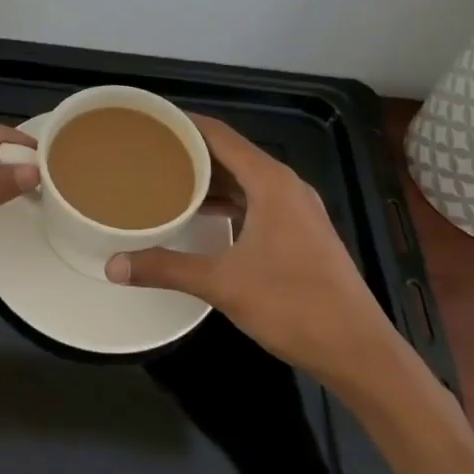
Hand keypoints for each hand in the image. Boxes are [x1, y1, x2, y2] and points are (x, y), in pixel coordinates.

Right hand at [105, 114, 401, 382]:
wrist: (360, 352)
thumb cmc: (293, 305)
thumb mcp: (223, 284)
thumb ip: (167, 268)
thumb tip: (113, 266)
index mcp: (271, 182)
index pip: (220, 134)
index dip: (185, 123)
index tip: (151, 120)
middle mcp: (286, 185)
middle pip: (232, 153)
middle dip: (191, 150)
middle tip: (149, 151)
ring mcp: (298, 210)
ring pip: (245, 179)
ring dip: (210, 177)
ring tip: (167, 179)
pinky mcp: (302, 232)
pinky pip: (257, 200)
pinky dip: (229, 200)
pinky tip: (203, 215)